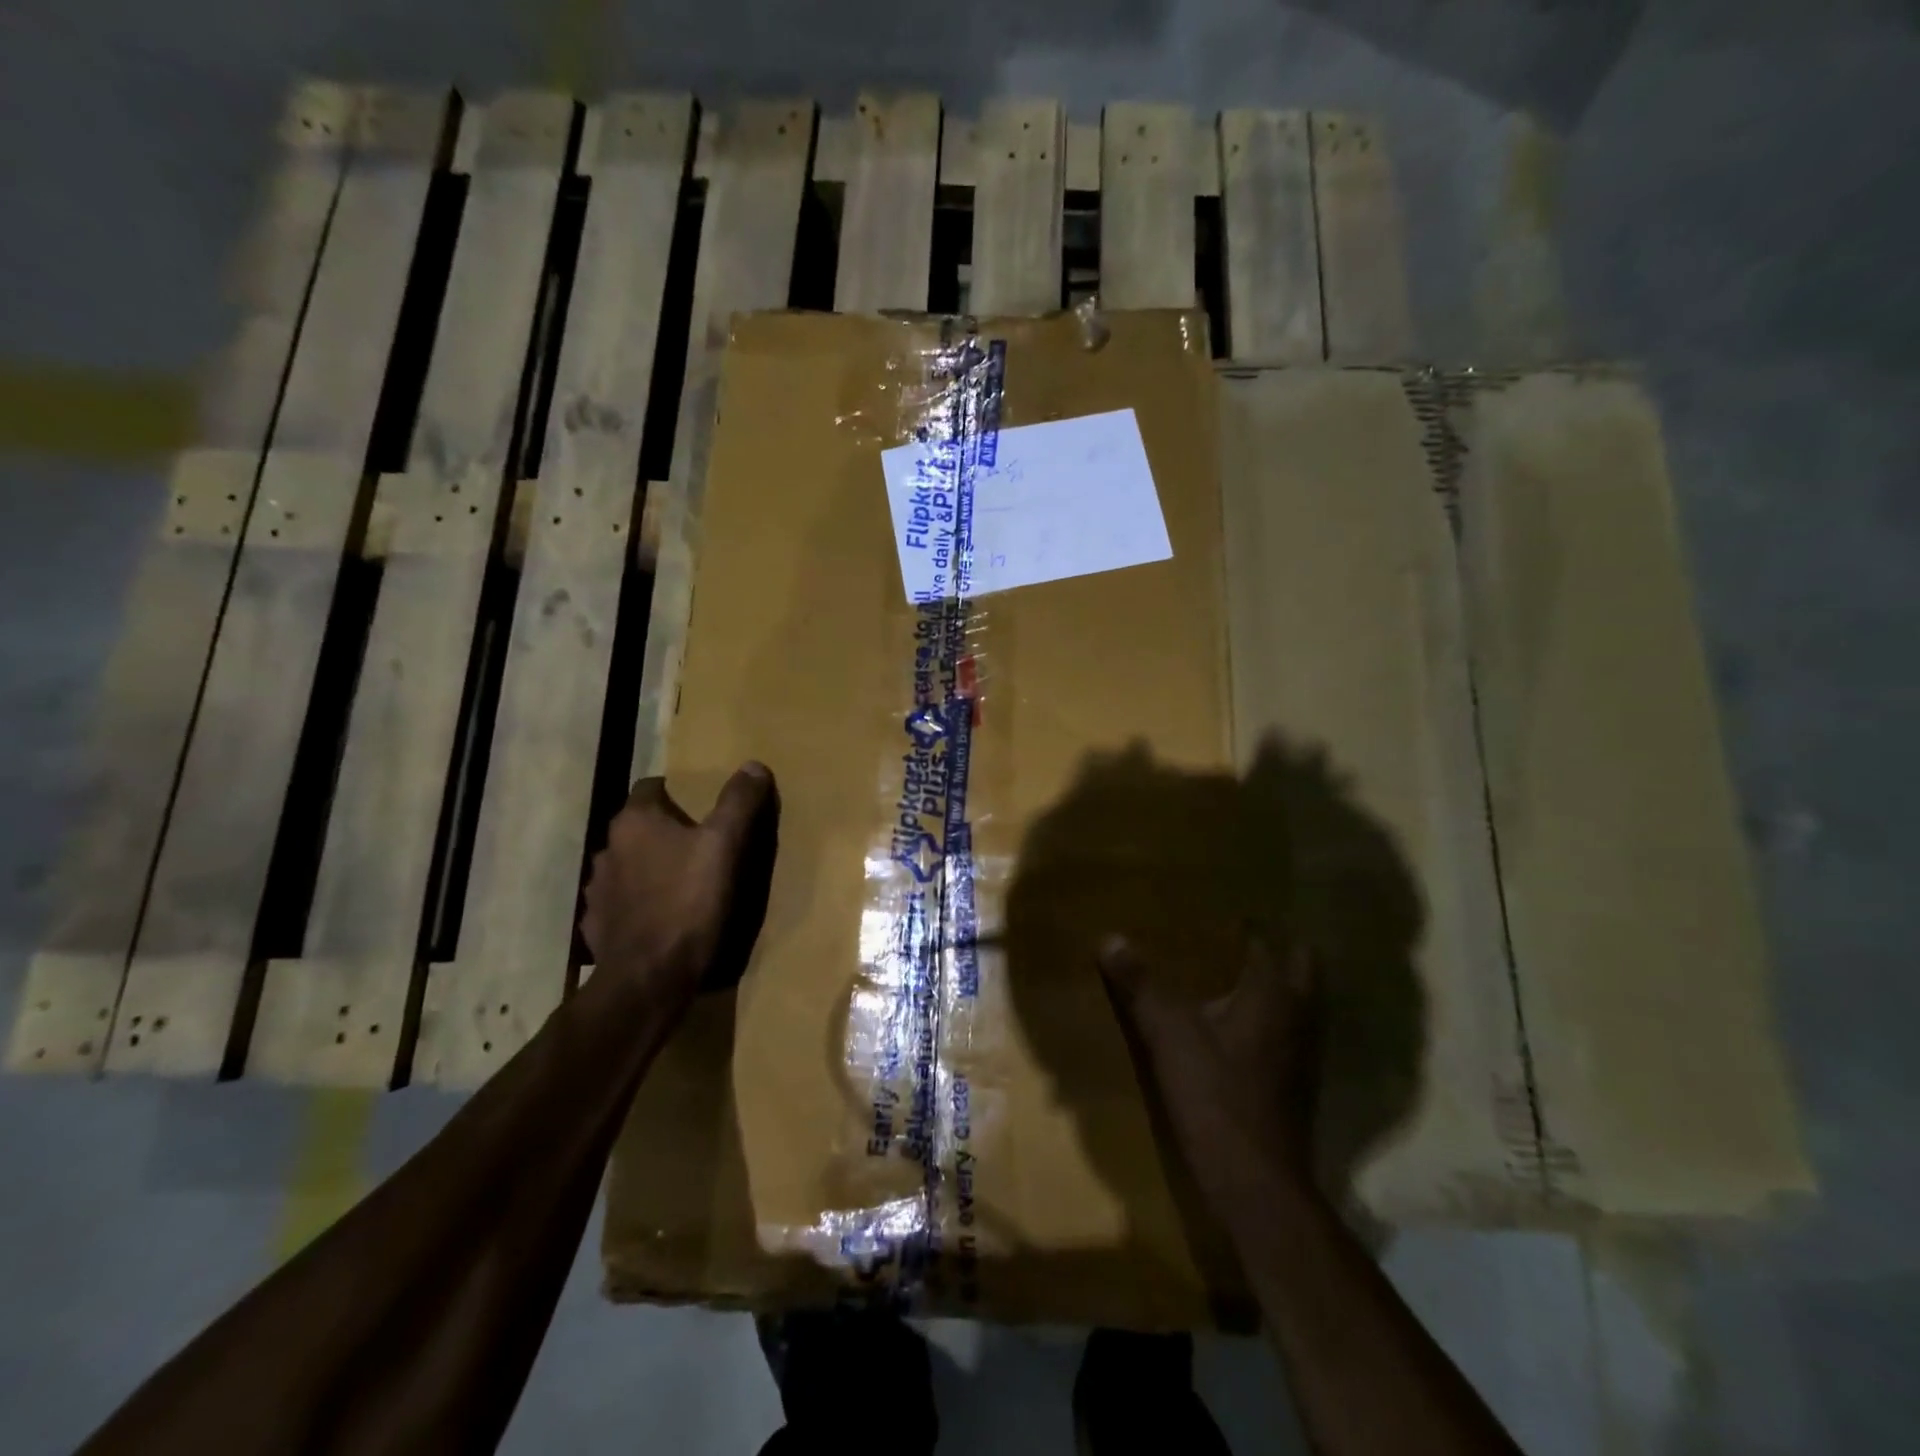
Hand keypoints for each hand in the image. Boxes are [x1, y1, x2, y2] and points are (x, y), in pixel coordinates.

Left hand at [581, 763, 778, 999]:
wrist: (649, 978)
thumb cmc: (689, 902)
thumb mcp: (725, 846)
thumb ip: (739, 802)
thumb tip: (753, 765)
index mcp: (635, 822)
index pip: (652, 787)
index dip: (678, 793)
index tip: (703, 808)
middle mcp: (608, 848)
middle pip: (640, 827)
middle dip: (665, 832)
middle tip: (701, 845)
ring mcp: (598, 890)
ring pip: (628, 864)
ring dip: (649, 867)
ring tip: (681, 883)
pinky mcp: (597, 925)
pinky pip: (621, 902)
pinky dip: (638, 903)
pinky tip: (661, 917)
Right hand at [1100, 934, 1320, 1210]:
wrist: (1253, 1181)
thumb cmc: (1215, 1094)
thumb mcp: (1167, 1033)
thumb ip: (1140, 985)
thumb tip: (1110, 939)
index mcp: (1275, 995)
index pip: (1270, 944)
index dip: (1251, 927)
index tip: (1226, 913)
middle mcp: (1300, 1018)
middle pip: (1300, 970)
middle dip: (1276, 952)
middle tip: (1235, 939)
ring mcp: (1303, 1055)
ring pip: (1297, 1006)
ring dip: (1275, 988)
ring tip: (1233, 974)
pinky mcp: (1295, 1085)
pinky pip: (1286, 1036)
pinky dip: (1268, 1023)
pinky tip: (1236, 1028)